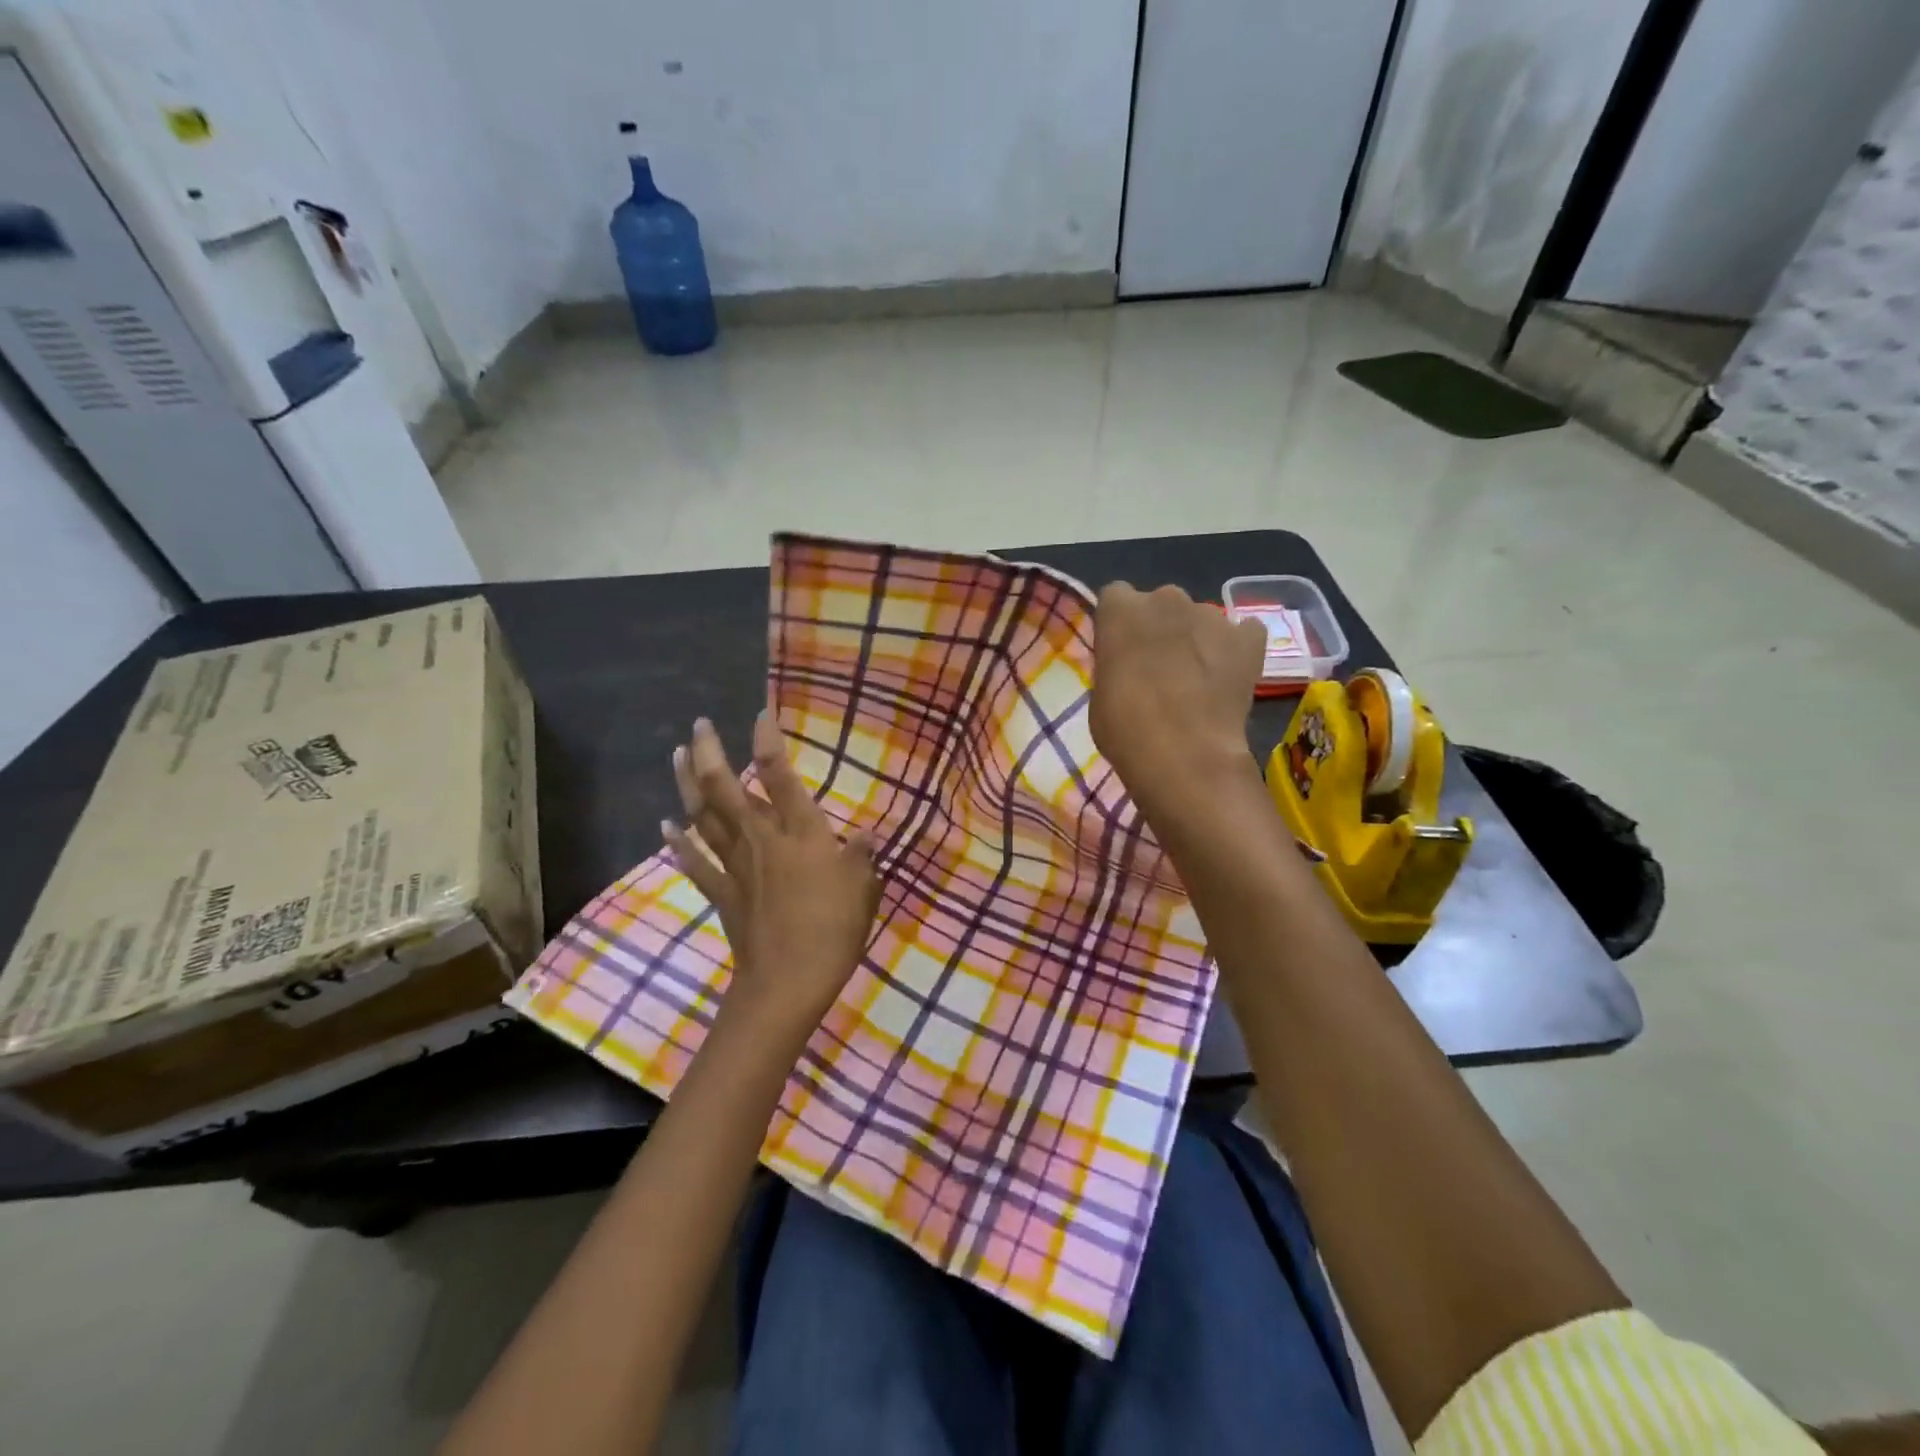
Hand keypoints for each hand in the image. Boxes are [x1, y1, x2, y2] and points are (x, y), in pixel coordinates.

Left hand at [664, 714, 879, 1048]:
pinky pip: (695, 861)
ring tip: (676, 754)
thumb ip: (860, 857)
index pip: (779, 774)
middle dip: (709, 751)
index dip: (767, 739)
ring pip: (703, 816)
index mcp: (799, 831)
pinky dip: (678, 842)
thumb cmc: (833, 930)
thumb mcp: (863, 888)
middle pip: (725, 787)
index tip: (760, 713)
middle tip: (699, 724)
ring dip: (686, 783)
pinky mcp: (721, 893)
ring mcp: (735, 865)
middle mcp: (761, 838)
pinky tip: (665, 826)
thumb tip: (863, 835)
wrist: (788, 982)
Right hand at [1090, 583, 1266, 815]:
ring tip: (1198, 680)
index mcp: (1121, 609)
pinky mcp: (1248, 638)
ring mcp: (1212, 615)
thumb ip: (1115, 664)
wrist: (1185, 755)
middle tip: (1159, 668)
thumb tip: (1130, 665)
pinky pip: (1242, 633)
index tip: (1121, 651)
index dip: (1120, 624)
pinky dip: (1237, 648)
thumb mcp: (1101, 694)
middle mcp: (1166, 598)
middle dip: (1160, 628)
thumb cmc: (1125, 729)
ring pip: (1200, 619)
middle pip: (1161, 604)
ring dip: (1197, 639)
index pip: (1116, 597)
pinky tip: (1230, 674)